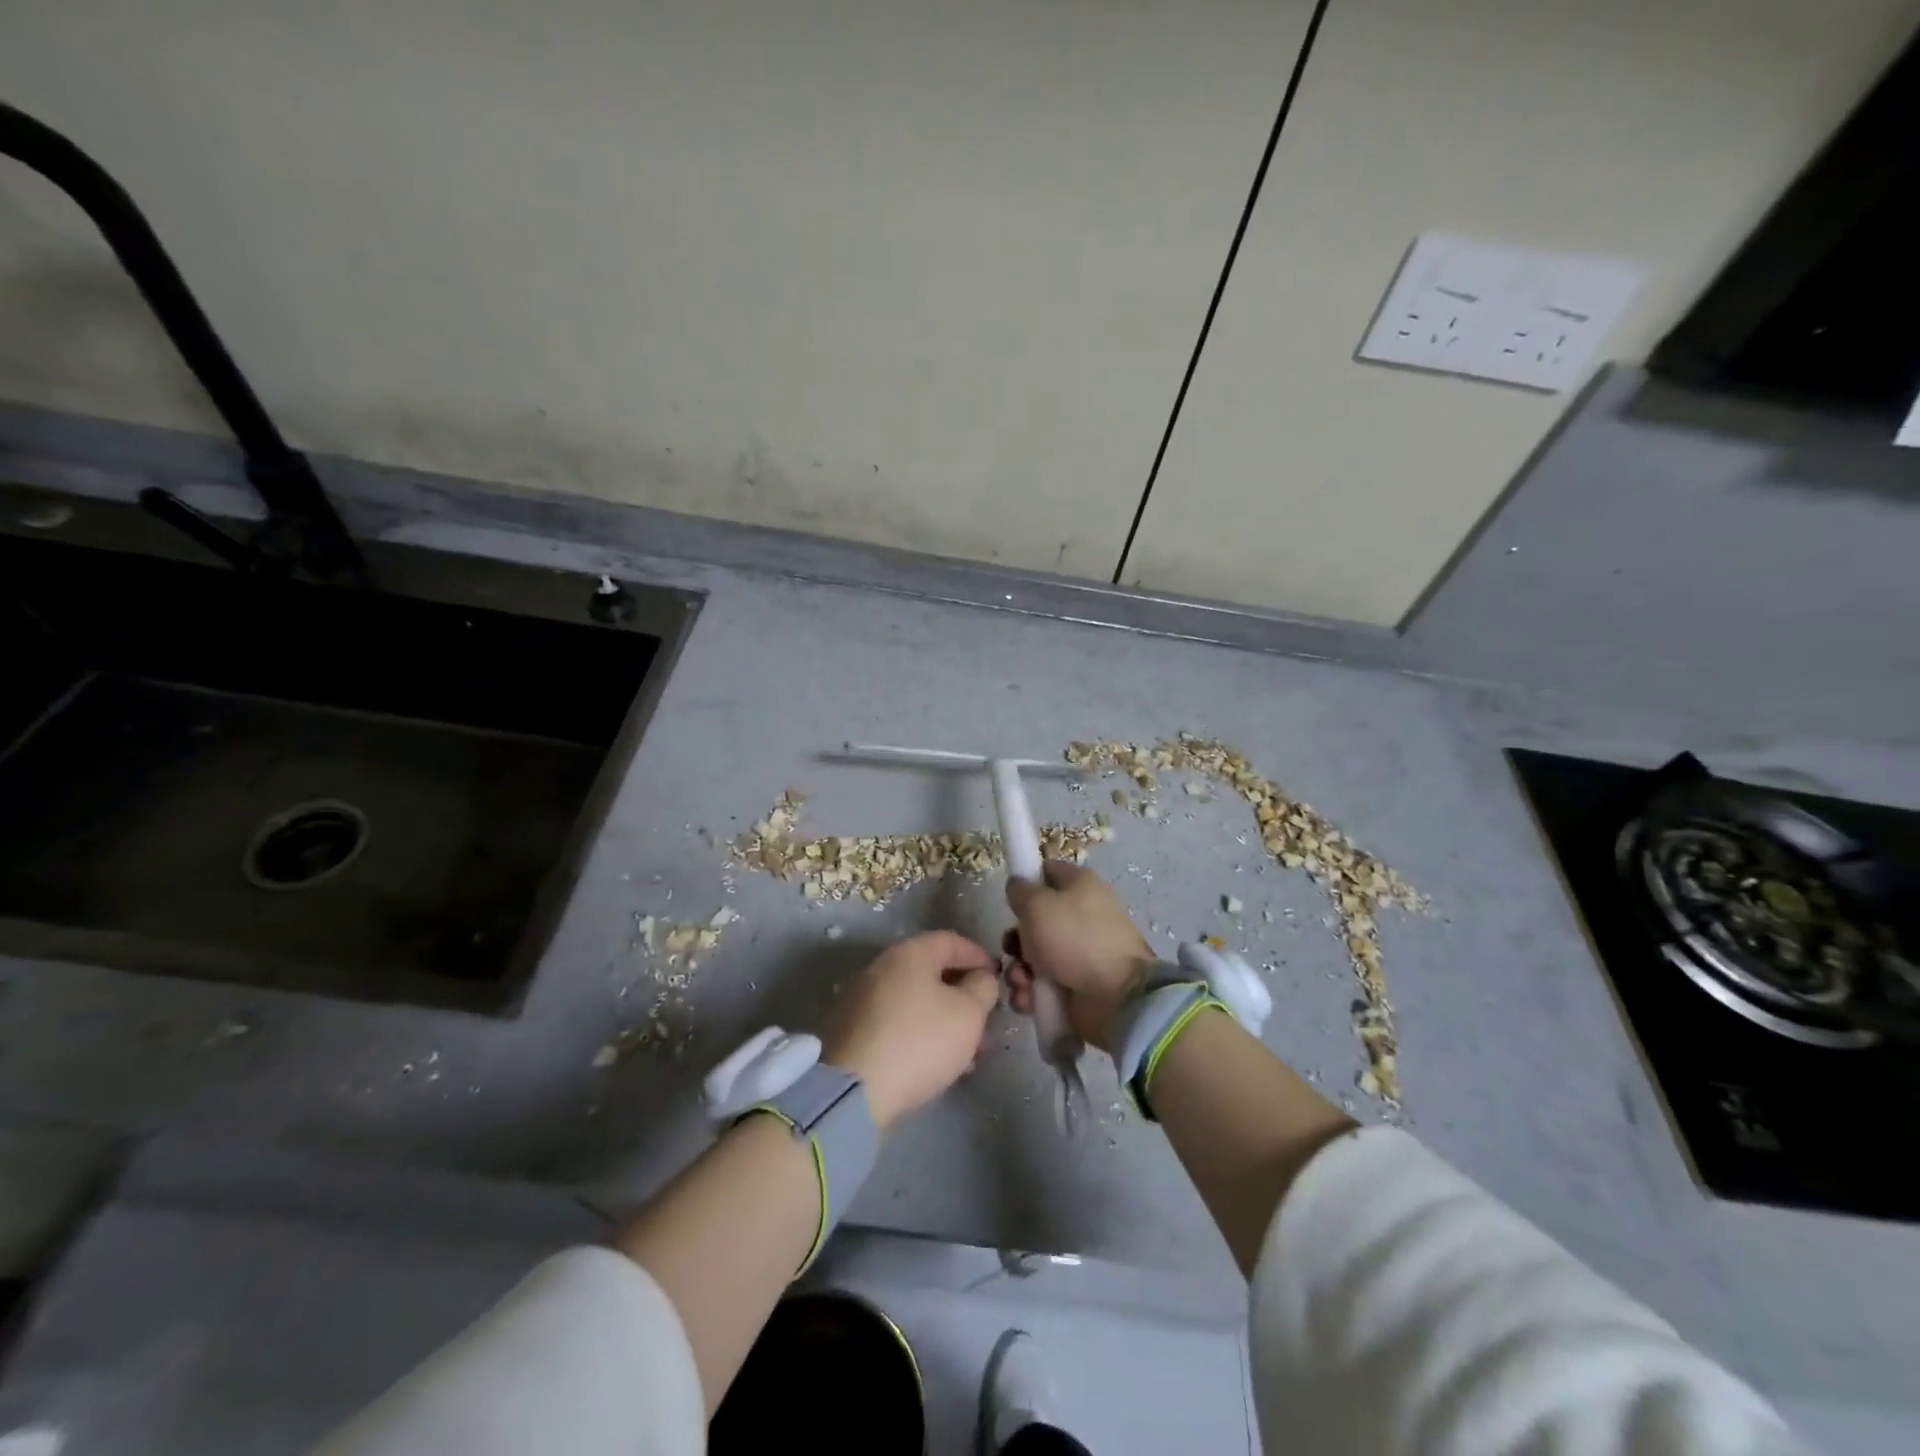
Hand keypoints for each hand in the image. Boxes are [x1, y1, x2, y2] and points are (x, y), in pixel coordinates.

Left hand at [823, 931, 999, 1130]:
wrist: (855, 1090)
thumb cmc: (920, 1041)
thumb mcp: (968, 1013)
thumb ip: (983, 988)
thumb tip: (980, 978)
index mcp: (909, 953)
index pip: (951, 941)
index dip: (979, 956)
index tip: (999, 977)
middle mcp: (882, 968)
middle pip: (932, 972)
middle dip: (964, 994)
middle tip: (988, 1018)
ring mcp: (864, 1000)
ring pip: (917, 1001)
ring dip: (947, 1019)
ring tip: (973, 1050)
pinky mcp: (855, 1032)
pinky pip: (899, 1023)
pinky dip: (924, 1034)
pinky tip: (942, 1063)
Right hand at [1003, 864, 1156, 1053]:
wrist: (1116, 997)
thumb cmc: (1074, 938)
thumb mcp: (1037, 904)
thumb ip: (1020, 891)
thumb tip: (1017, 887)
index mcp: (1080, 885)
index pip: (1048, 872)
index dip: (1026, 882)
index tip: (1010, 900)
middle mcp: (1081, 916)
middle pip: (1036, 920)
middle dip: (1016, 938)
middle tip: (1011, 948)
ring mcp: (1080, 953)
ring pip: (1035, 956)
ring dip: (1019, 970)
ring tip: (1021, 981)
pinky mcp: (1077, 985)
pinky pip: (1043, 985)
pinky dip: (1031, 993)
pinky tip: (1027, 1000)